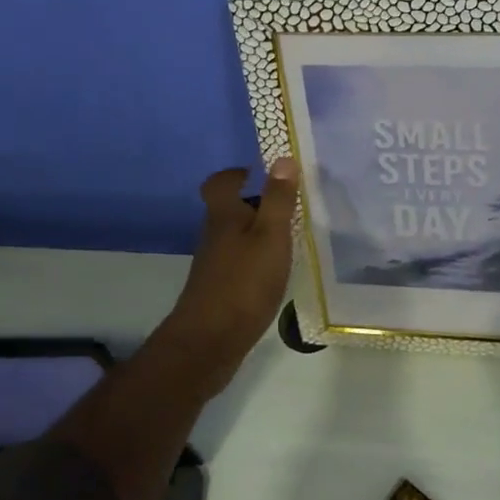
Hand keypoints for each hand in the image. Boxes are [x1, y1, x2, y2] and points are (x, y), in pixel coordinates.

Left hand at [153, 159, 299, 374]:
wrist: (210, 341)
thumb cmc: (244, 282)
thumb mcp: (270, 236)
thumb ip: (278, 199)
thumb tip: (283, 158)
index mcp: (224, 217)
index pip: (219, 183)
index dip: (236, 174)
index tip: (259, 174)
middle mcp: (213, 236)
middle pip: (228, 210)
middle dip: (254, 204)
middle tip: (287, 207)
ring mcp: (214, 264)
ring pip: (234, 237)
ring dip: (256, 234)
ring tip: (289, 239)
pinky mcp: (218, 289)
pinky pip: (238, 263)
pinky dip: (255, 260)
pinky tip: (275, 273)